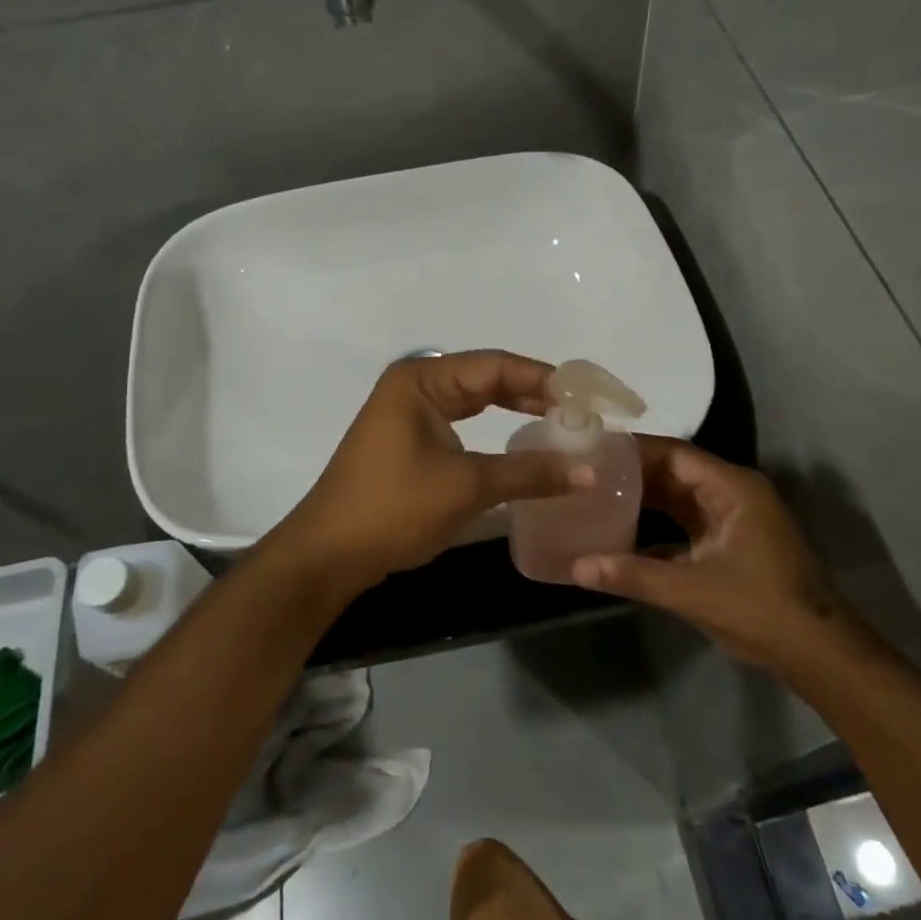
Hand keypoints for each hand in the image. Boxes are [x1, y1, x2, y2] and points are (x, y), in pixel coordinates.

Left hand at [273, 351, 593, 594]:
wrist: (329, 553)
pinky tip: (521, 438)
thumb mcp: (467, 487)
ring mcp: (410, 412)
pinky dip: (494, 428)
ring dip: (516, 408)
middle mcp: (416, 385)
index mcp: (422, 379)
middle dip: (533, 392)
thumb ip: (529, 472)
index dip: (543, 379)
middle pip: (486, 377)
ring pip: (475, 399)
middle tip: (580, 410)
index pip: (495, 366)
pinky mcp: (410, 438)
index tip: (586, 397)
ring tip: (561, 421)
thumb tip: (591, 472)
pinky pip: (462, 421)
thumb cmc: (394, 508)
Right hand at [571, 438, 861, 678]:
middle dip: (632, 475)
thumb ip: (633, 574)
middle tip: (585, 474)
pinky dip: (654, 529)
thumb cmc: (762, 609)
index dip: (633, 451)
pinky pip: (684, 526)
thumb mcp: (693, 591)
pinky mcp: (729, 546)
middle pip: (674, 473)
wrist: (819, 655)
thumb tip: (576, 565)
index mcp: (732, 488)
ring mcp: (732, 521)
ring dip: (641, 501)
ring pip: (677, 499)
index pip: (674, 454)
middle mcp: (732, 494)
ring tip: (595, 498)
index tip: (593, 451)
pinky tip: (619, 538)